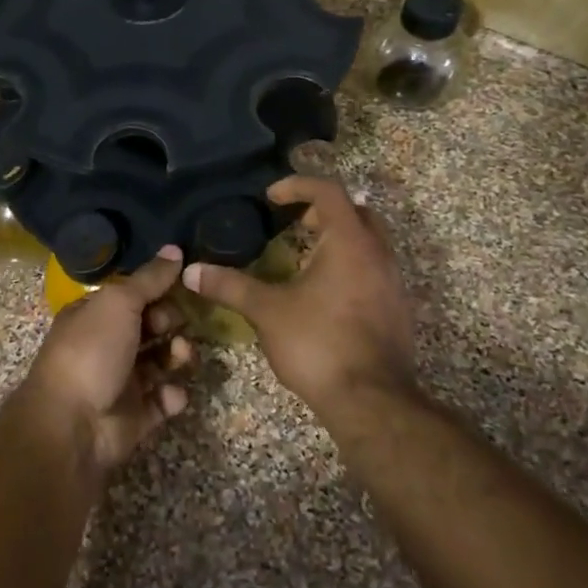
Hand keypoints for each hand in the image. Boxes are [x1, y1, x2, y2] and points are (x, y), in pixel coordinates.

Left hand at [24, 246, 194, 473]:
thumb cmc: (92, 351)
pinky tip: (172, 394)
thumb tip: (176, 249)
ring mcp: (121, 382)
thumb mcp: (119, 303)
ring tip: (182, 357)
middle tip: (179, 326)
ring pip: (161, 362)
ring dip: (178, 356)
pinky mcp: (136, 416)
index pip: (133, 296)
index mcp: (95, 315)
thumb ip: (149, 278)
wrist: (72, 425)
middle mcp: (107, 345)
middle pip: (150, 327)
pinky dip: (172, 396)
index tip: (183, 288)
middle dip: (171, 323)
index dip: (158, 291)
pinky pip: (163, 400)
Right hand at [183, 177, 414, 411]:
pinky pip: (373, 271)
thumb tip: (191, 271)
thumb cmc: (318, 343)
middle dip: (323, 211)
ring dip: (338, 240)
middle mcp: (378, 254)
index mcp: (349, 242)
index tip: (271, 197)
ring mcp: (393, 283)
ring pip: (368, 243)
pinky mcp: (396, 310)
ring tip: (303, 258)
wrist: (372, 401)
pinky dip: (349, 267)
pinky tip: (324, 294)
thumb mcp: (267, 311)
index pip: (328, 191)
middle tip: (293, 224)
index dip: (297, 186)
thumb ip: (230, 286)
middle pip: (355, 212)